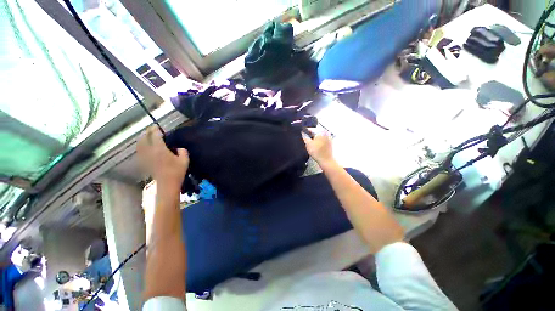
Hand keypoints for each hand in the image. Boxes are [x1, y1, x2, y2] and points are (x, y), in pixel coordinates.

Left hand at [137, 126, 188, 187]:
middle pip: (145, 138)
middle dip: (147, 132)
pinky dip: (140, 146)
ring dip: (142, 138)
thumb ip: (183, 151)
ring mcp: (145, 157)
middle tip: (151, 129)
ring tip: (145, 135)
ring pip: (140, 144)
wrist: (167, 184)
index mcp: (160, 149)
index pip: (155, 136)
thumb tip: (179, 148)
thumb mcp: (185, 160)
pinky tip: (142, 146)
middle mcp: (150, 151)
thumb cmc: (177, 171)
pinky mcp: (144, 162)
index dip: (155, 130)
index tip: (156, 126)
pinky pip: (139, 151)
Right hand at [303, 134, 334, 165]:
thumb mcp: (308, 144)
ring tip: (310, 144)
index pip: (311, 129)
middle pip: (315, 133)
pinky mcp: (330, 143)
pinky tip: (315, 147)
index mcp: (321, 131)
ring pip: (319, 137)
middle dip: (310, 136)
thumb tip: (302, 132)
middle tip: (305, 140)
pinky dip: (318, 142)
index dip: (305, 132)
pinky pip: (322, 141)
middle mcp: (326, 133)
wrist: (326, 161)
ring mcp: (329, 138)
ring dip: (314, 139)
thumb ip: (304, 137)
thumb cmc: (317, 152)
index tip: (301, 134)